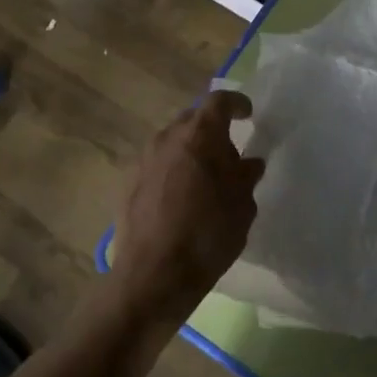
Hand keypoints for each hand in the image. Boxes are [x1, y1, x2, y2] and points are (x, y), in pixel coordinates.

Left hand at [111, 90, 263, 328]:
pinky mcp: (128, 183)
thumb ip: (246, 177)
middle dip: (212, 130)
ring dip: (190, 151)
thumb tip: (247, 163)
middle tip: (228, 154)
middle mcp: (168, 137)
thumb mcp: (242, 206)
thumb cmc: (208, 235)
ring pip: (172, 142)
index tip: (248, 115)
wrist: (153, 275)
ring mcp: (143, 159)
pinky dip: (172, 170)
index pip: (219, 101)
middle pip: (193, 120)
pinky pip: (157, 164)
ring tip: (204, 178)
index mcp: (200, 135)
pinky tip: (181, 198)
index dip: (236, 103)